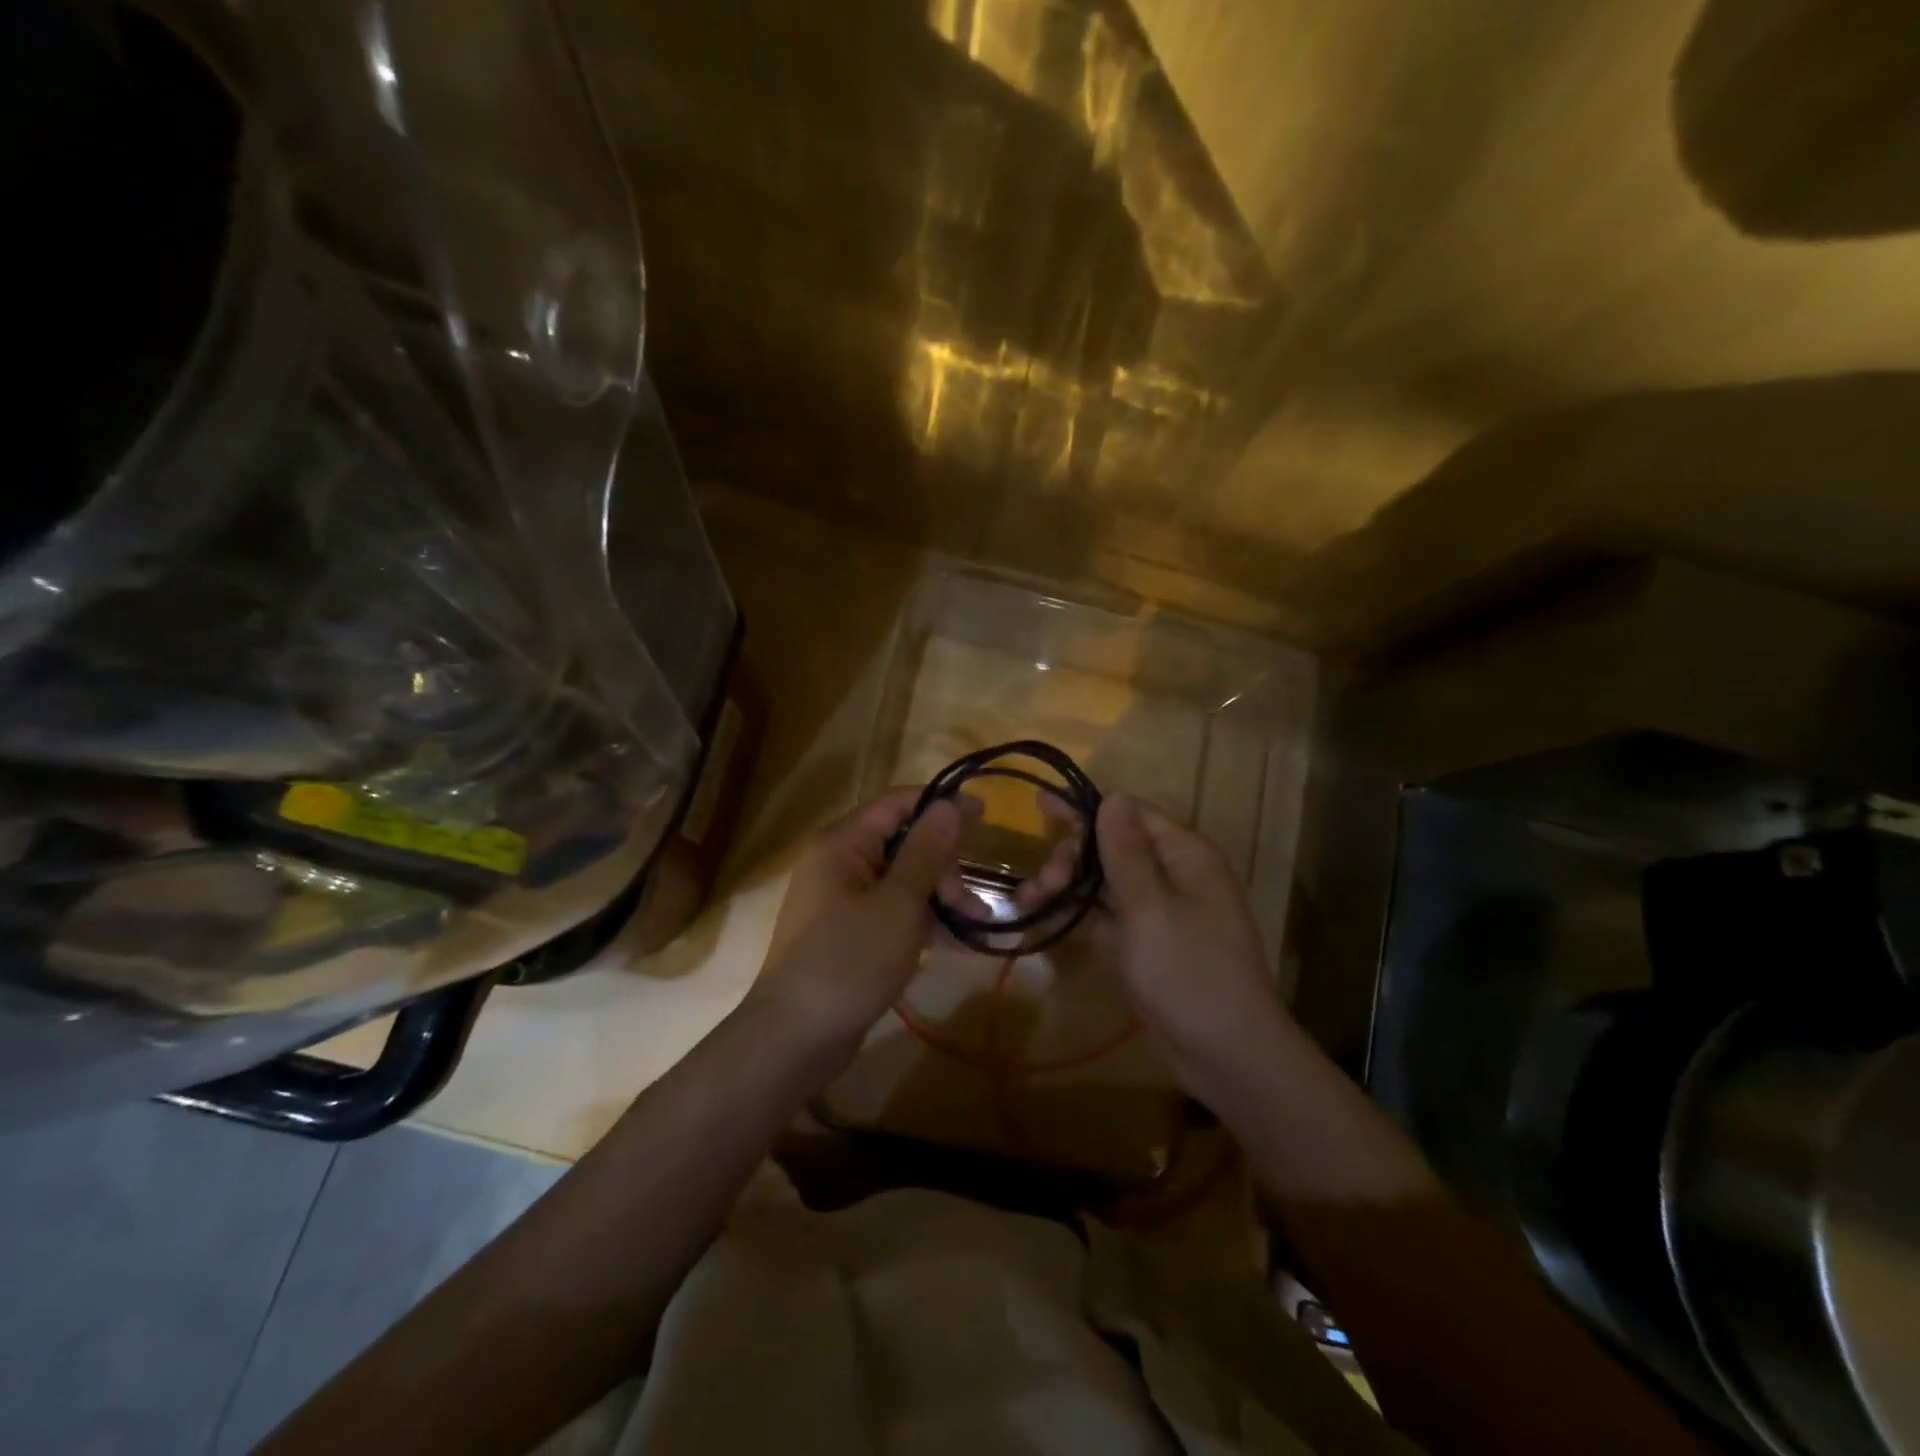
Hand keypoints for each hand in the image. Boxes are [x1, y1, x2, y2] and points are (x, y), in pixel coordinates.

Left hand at [748, 787, 973, 1058]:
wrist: (795, 1038)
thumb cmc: (849, 960)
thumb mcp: (898, 903)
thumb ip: (926, 851)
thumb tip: (949, 804)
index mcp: (843, 843)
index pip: (898, 802)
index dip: (942, 804)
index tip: (985, 814)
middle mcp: (840, 862)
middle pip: (903, 842)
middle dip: (944, 864)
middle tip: (973, 899)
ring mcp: (843, 899)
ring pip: (902, 880)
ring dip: (941, 896)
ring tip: (979, 923)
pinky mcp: (850, 933)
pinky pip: (894, 911)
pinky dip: (924, 920)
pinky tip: (959, 942)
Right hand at [1024, 792, 1289, 1106]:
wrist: (1225, 1055)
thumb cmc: (1189, 972)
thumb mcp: (1151, 907)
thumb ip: (1126, 852)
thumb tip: (1113, 797)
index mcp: (1185, 856)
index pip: (1131, 814)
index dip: (1086, 809)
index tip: (1041, 808)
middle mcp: (1171, 876)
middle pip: (1112, 848)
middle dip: (1072, 857)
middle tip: (1042, 882)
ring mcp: (1156, 912)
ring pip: (1102, 884)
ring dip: (1065, 886)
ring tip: (1028, 901)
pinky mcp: (1142, 945)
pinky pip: (1103, 918)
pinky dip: (1074, 916)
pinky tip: (1039, 917)